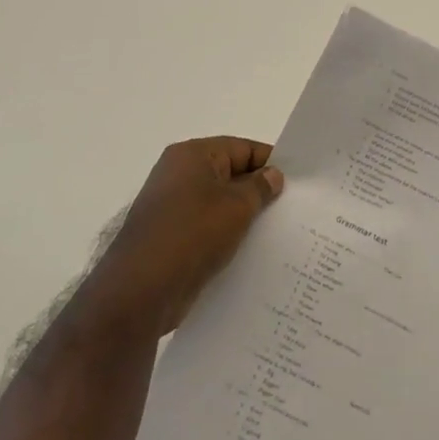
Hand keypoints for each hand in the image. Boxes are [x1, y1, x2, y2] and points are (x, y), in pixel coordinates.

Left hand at [78, 137, 284, 339]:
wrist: (140, 291)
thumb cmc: (192, 234)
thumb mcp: (237, 206)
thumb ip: (260, 187)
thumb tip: (273, 175)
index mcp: (192, 155)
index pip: (242, 148)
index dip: (270, 163)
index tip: (298, 182)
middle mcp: (178, 174)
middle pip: (230, 174)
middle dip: (259, 191)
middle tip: (292, 208)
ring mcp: (171, 208)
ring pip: (219, 204)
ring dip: (244, 216)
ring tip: (277, 232)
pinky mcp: (170, 238)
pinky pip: (207, 228)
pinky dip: (226, 236)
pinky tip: (250, 252)